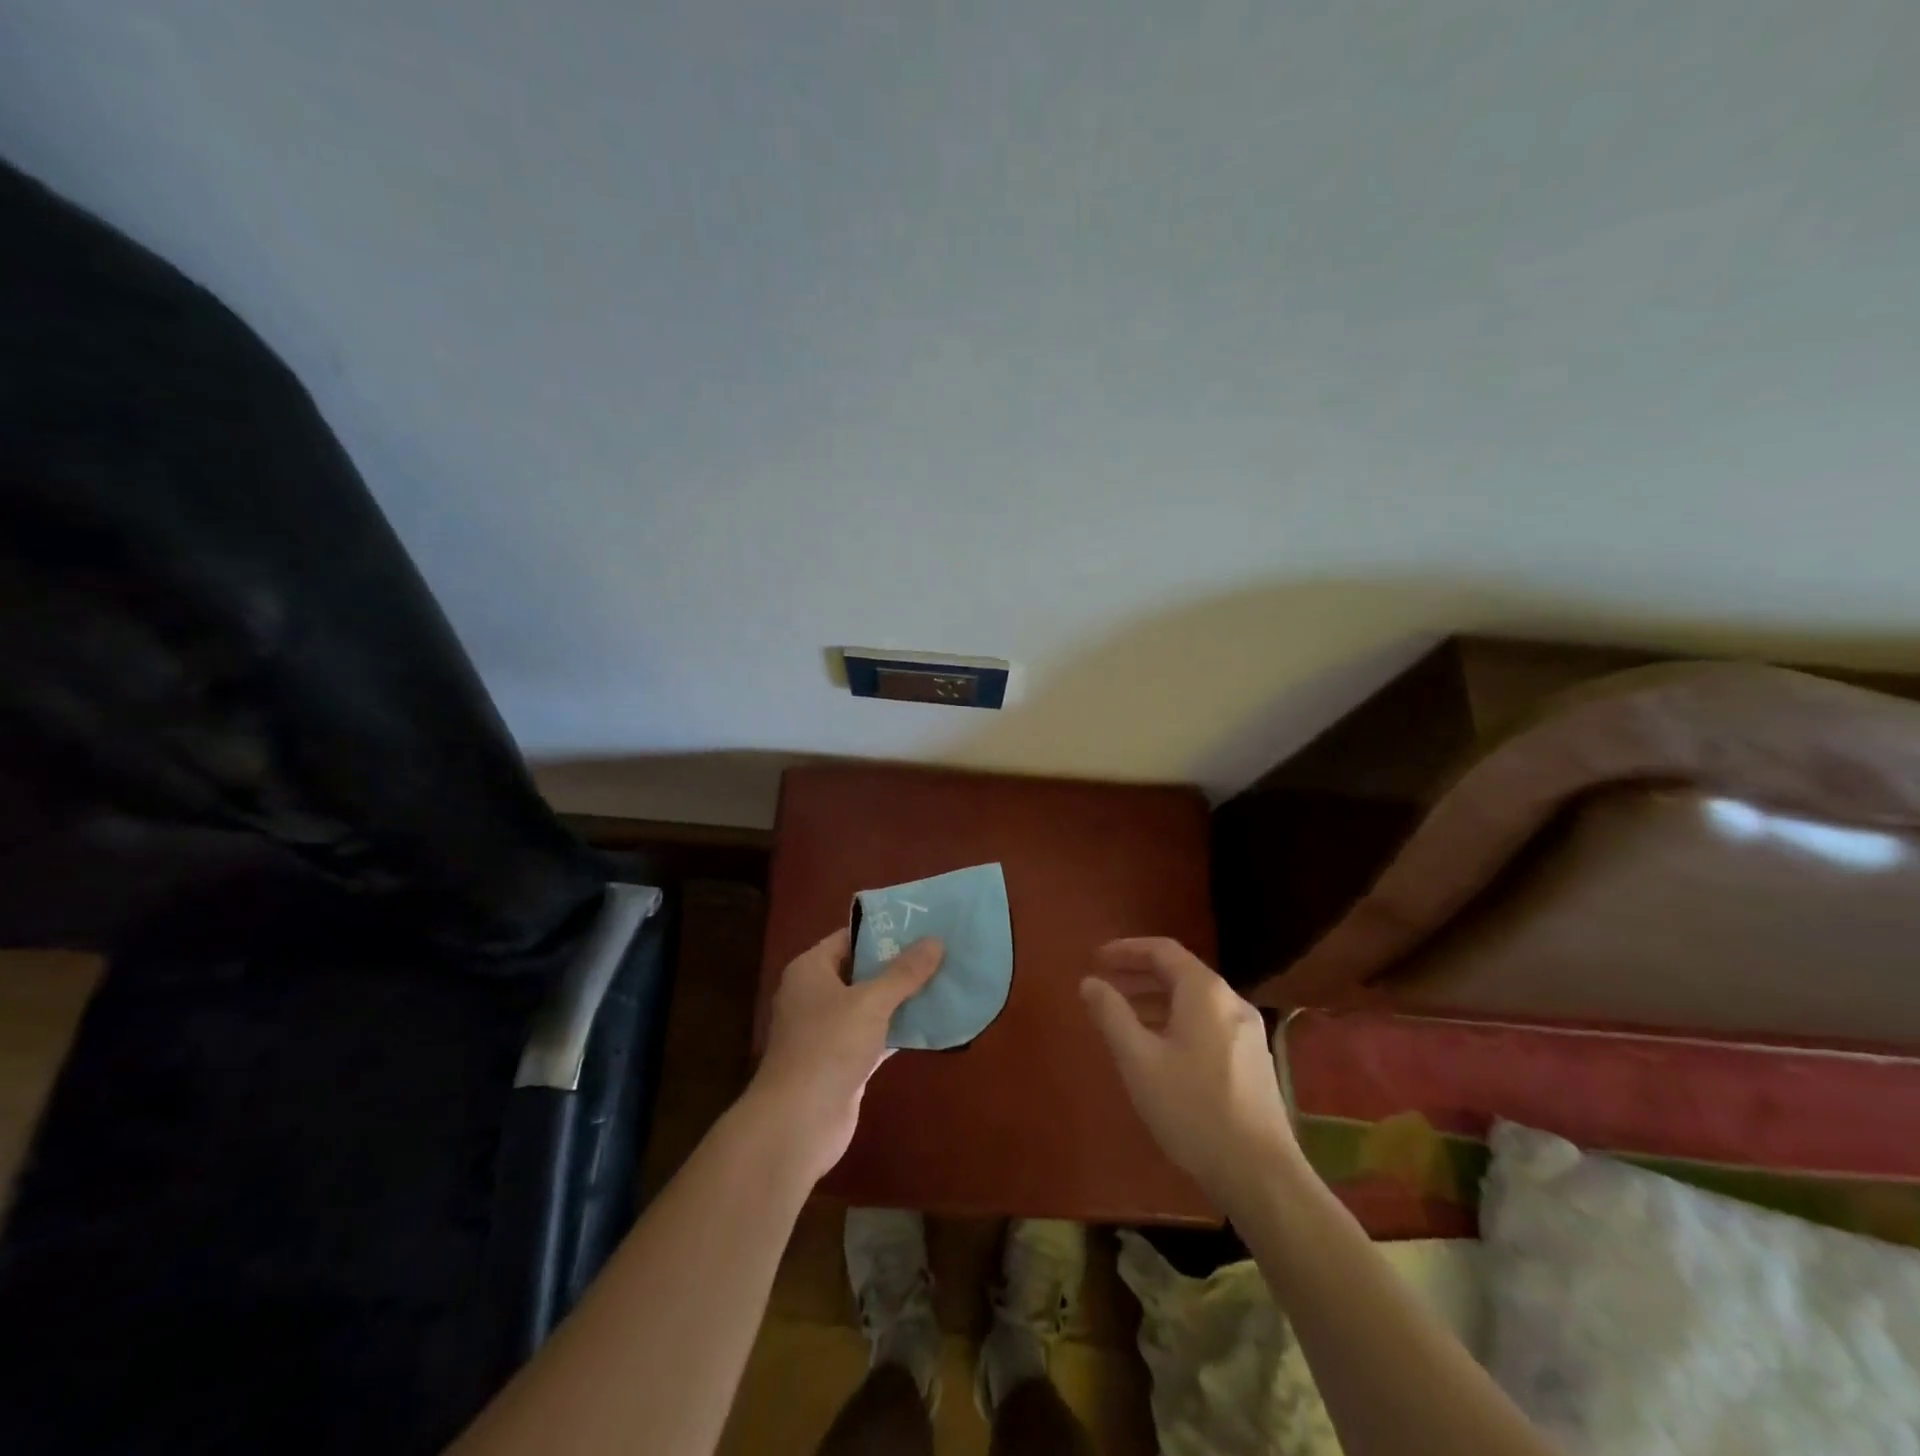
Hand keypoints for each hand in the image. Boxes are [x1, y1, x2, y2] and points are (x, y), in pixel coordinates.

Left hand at [747, 928, 942, 1183]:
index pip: (849, 938)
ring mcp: (828, 1031)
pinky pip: (876, 1036)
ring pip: (871, 1006)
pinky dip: (899, 1030)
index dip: (884, 931)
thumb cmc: (828, 1047)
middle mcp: (816, 995)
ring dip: (903, 999)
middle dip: (900, 965)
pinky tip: (933, 1023)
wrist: (797, 1123)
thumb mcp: (871, 1002)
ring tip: (945, 981)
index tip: (922, 925)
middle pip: (862, 971)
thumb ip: (904, 972)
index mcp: (811, 970)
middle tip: (941, 951)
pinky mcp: (842, 1062)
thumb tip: (935, 940)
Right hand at [1081, 937, 1298, 1209]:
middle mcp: (1231, 1002)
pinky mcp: (1252, 1060)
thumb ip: (1111, 1015)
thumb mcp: (1139, 1060)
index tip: (1096, 959)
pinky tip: (1159, 1049)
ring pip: (1194, 1000)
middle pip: (1180, 972)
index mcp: (1205, 992)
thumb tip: (1089, 982)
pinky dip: (1176, 1020)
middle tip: (1105, 985)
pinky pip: (1207, 1022)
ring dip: (1156, 999)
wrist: (1261, 1174)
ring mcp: (1247, 1032)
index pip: (1162, 950)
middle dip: (1139, 974)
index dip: (1126, 949)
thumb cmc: (1192, 1109)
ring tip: (1124, 1017)